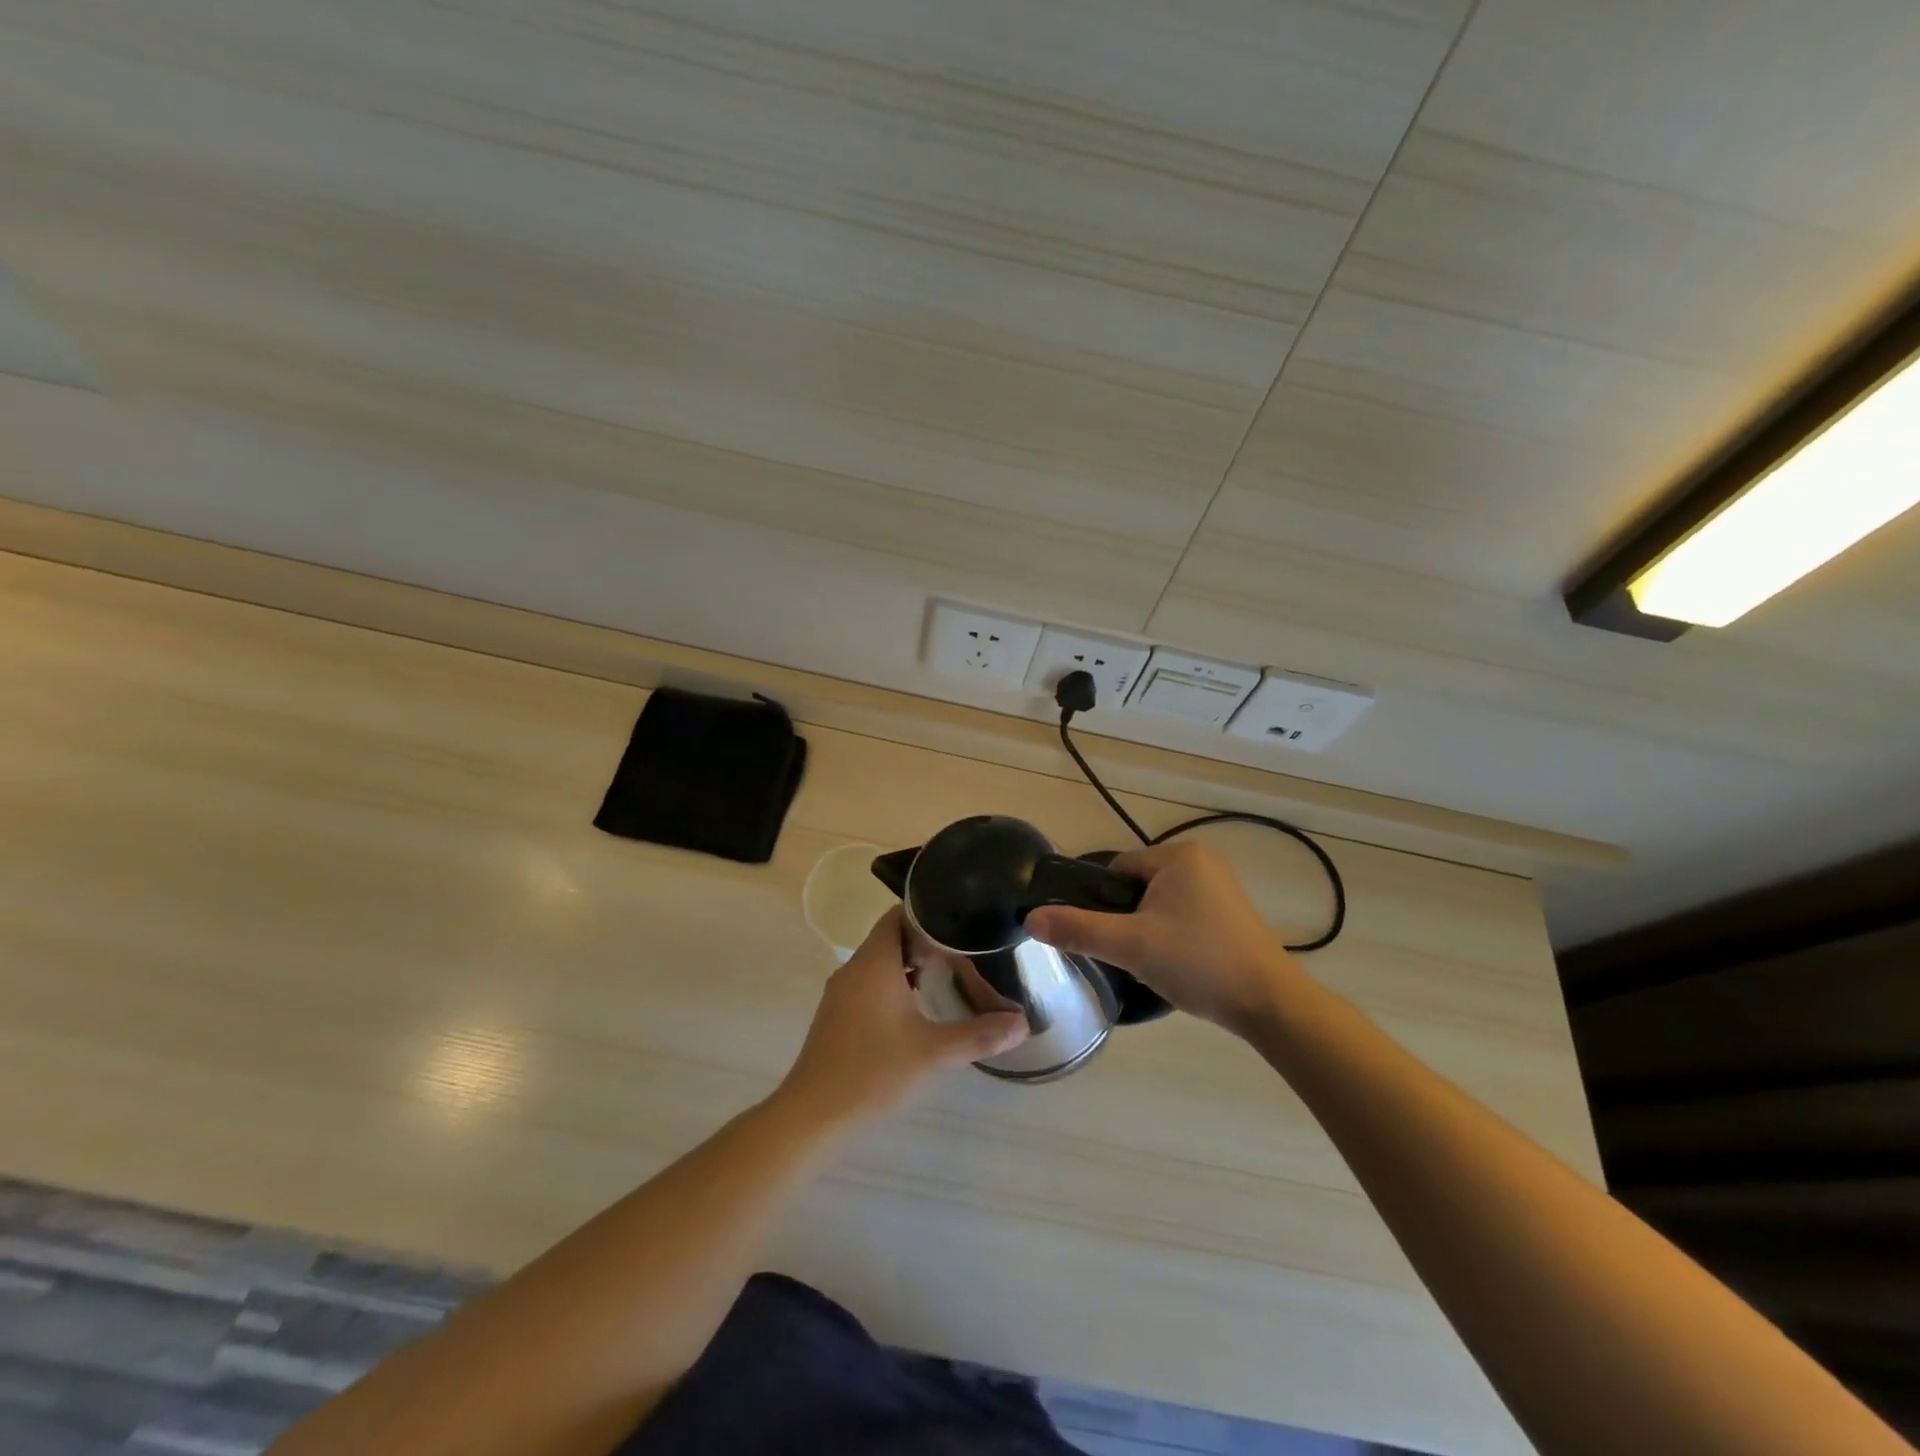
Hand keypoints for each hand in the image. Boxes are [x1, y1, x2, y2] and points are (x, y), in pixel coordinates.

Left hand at [779, 907, 1028, 1124]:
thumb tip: (1022, 1024)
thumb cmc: (872, 1072)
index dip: (928, 913)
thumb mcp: (932, 1053)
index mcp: (874, 962)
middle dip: (926, 941)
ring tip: (947, 976)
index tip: (961, 921)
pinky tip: (918, 1009)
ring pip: (880, 962)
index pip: (899, 915)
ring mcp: (842, 993)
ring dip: (910, 965)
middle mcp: (854, 969)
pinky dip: (895, 985)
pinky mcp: (838, 1016)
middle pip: (891, 937)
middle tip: (964, 951)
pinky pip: (870, 983)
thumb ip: (979, 1035)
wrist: (813, 1116)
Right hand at [1025, 841, 1298, 1036]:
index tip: (1113, 938)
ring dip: (1150, 931)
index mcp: (1178, 855)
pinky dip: (1174, 937)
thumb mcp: (1131, 946)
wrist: (1270, 1005)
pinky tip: (1181, 965)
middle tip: (1135, 955)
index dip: (1105, 904)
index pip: (1117, 870)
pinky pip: (1184, 915)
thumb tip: (1031, 918)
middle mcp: (1202, 861)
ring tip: (1158, 964)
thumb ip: (1079, 930)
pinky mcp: (1232, 913)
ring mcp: (1221, 887)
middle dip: (1129, 921)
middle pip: (1137, 887)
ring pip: (1159, 905)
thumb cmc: (1199, 963)